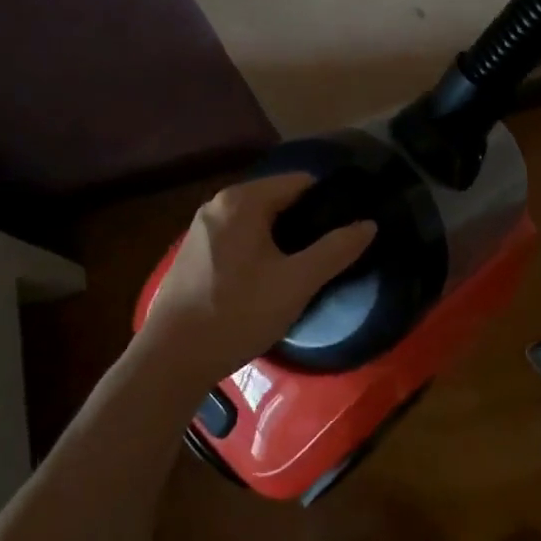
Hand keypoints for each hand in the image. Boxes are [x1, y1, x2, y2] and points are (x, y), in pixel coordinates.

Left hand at [140, 173, 378, 375]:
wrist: (172, 358)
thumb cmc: (238, 312)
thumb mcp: (297, 282)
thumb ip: (336, 249)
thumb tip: (369, 224)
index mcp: (242, 200)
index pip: (300, 182)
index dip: (329, 203)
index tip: (348, 228)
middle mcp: (217, 205)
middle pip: (278, 200)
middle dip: (306, 223)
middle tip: (330, 255)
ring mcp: (201, 230)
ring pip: (257, 222)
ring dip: (282, 240)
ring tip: (304, 270)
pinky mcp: (193, 255)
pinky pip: (238, 239)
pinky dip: (259, 251)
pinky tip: (268, 282)